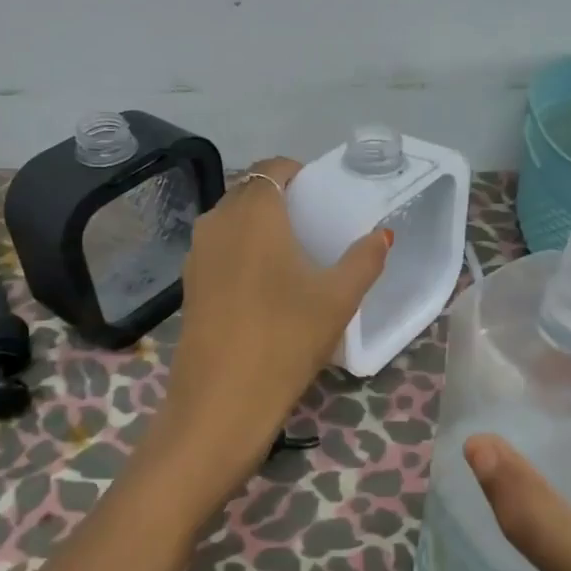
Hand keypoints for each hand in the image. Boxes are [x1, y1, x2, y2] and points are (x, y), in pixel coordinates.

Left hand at [152, 157, 390, 495]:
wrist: (221, 402)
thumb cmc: (285, 338)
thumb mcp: (338, 298)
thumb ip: (364, 259)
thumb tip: (381, 234)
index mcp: (253, 212)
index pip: (274, 168)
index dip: (300, 174)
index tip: (324, 197)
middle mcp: (217, 221)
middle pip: (250, 192)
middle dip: (281, 200)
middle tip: (315, 227)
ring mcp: (196, 254)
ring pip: (232, 222)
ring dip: (260, 227)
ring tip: (293, 257)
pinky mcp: (189, 285)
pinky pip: (220, 250)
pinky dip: (242, 253)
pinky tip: (265, 287)